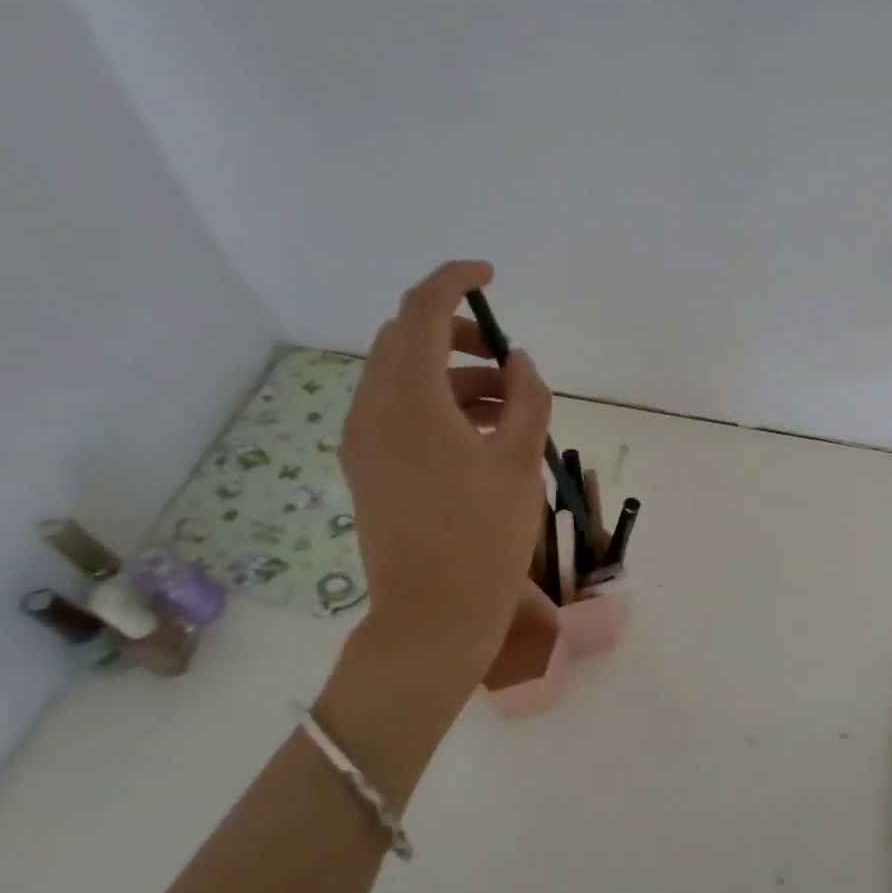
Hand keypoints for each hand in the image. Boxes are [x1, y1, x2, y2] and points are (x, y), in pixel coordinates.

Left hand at [340, 261, 552, 688]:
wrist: (432, 617)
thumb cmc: (485, 539)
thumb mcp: (520, 463)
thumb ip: (527, 399)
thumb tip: (519, 362)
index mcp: (411, 402)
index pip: (422, 311)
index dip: (455, 280)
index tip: (490, 275)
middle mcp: (373, 411)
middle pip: (406, 339)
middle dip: (456, 331)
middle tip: (505, 356)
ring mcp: (364, 441)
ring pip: (402, 376)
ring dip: (452, 373)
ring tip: (508, 405)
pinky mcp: (367, 468)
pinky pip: (398, 411)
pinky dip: (437, 403)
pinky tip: (480, 433)